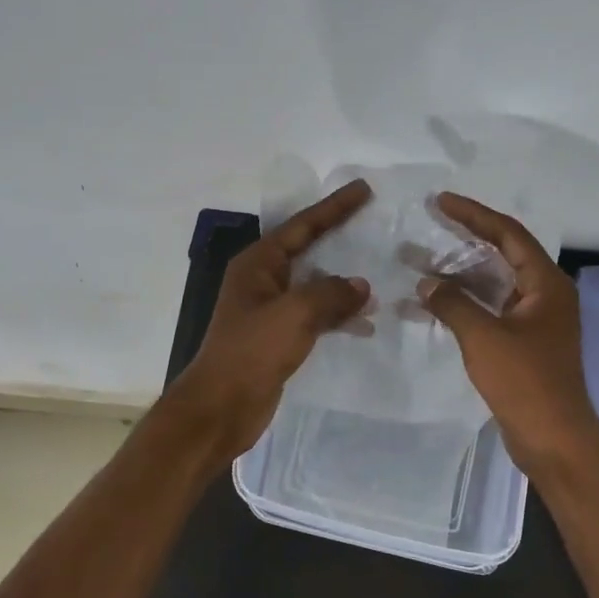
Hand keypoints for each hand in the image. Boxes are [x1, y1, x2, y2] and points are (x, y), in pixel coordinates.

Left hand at [169, 179, 372, 463]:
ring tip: (378, 276)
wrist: (220, 408)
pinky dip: (338, 314)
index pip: (302, 225)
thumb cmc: (251, 352)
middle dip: (339, 236)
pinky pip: (315, 314)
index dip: (335, 207)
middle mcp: (262, 280)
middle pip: (308, 249)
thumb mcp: (294, 314)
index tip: (363, 189)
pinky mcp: (278, 337)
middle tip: (373, 221)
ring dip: (343, 281)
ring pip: (314, 284)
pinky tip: (364, 323)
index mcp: (258, 264)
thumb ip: (331, 294)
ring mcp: (270, 309)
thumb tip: (361, 286)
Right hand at [416, 193, 598, 480]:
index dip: (474, 214)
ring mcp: (536, 319)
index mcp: (546, 284)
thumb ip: (453, 303)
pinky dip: (466, 301)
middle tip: (432, 222)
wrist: (554, 440)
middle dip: (466, 238)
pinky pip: (492, 307)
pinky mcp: (525, 342)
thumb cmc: (525, 382)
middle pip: (504, 253)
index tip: (440, 202)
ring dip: (462, 272)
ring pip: (496, 282)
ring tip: (423, 260)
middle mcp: (545, 294)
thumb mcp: (484, 337)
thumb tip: (427, 282)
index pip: (508, 234)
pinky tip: (436, 301)